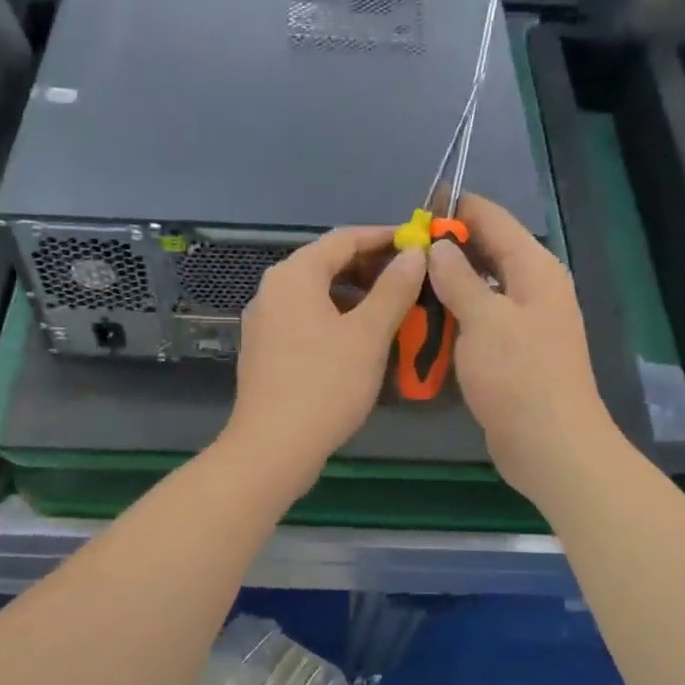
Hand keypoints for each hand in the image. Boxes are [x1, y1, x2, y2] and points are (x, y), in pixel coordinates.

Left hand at [222, 227, 426, 494]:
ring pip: (317, 294)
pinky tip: (362, 338)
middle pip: (327, 264)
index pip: (344, 238)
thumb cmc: (325, 385)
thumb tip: (414, 254)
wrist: (273, 447)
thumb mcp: (368, 335)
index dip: (384, 237)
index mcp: (294, 275)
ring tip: (394, 309)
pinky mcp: (266, 349)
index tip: (419, 243)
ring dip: (356, 295)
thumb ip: (394, 289)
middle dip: (372, 267)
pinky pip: (306, 319)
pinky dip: (337, 318)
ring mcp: (265, 321)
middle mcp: (273, 289)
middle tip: (412, 278)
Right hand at [426, 193, 619, 504]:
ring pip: (480, 288)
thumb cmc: (519, 375)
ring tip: (404, 281)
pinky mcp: (513, 353)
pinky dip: (454, 315)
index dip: (457, 209)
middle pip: (487, 252)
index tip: (416, 209)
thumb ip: (459, 278)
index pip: (494, 219)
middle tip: (400, 251)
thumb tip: (439, 247)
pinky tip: (423, 320)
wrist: (550, 445)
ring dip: (447, 284)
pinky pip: (479, 320)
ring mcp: (525, 322)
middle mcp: (533, 288)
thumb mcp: (484, 319)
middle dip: (447, 248)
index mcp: (534, 269)